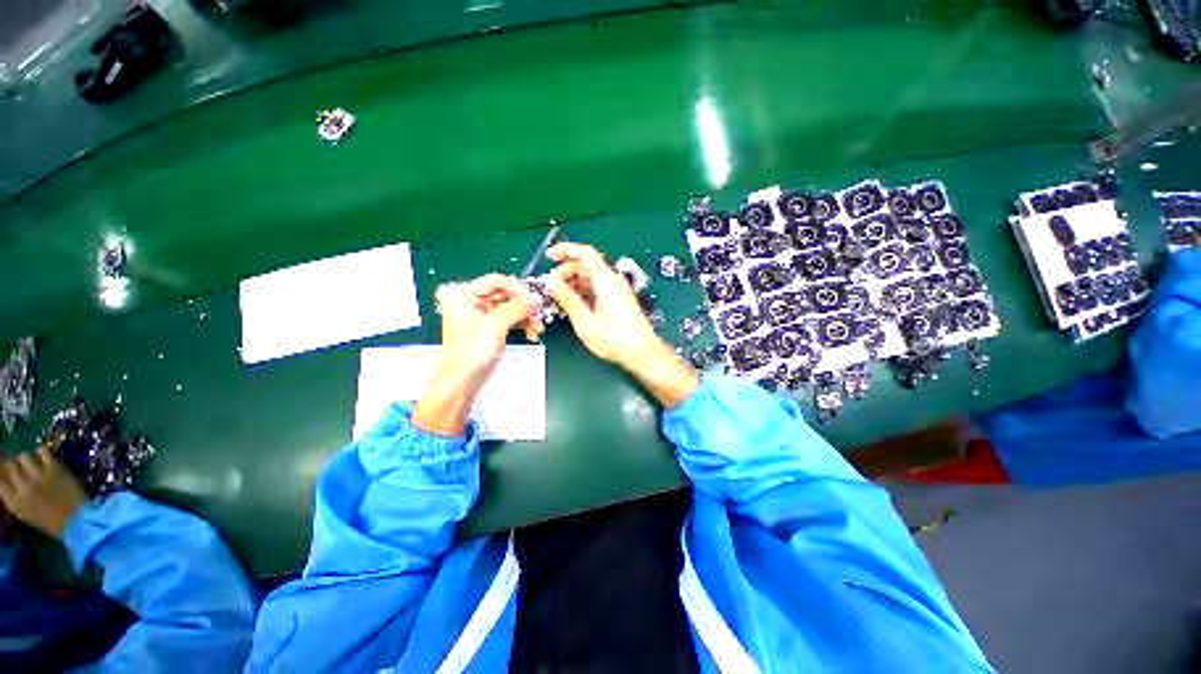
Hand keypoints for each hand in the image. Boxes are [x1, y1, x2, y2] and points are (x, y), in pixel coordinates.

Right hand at [0, 447, 88, 539]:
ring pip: (24, 457)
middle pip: (10, 466)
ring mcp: (38, 475)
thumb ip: (15, 498)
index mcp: (13, 502)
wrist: (76, 521)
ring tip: (31, 463)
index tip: (5, 474)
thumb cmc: (51, 523)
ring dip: (26, 459)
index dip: (2, 474)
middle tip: (19, 467)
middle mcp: (22, 486)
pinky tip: (44, 457)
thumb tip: (9, 484)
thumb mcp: (25, 514)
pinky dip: (42, 452)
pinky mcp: (54, 468)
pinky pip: (44, 452)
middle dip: (13, 466)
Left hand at [413, 274, 538, 435]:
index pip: (496, 281)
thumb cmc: (471, 352)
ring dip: (526, 317)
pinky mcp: (490, 326)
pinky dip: (522, 324)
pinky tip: (532, 333)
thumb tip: (537, 297)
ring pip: (510, 307)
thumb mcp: (495, 326)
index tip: (533, 301)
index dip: (517, 290)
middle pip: (505, 294)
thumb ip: (518, 308)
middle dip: (524, 306)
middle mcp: (471, 300)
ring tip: (537, 330)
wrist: (463, 381)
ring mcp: (481, 314)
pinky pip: (510, 318)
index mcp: (463, 294)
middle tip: (539, 316)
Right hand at [544, 242, 698, 406]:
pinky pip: (596, 288)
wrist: (642, 352)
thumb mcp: (584, 321)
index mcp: (605, 280)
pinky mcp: (617, 300)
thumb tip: (549, 282)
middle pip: (585, 265)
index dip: (565, 250)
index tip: (548, 257)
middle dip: (565, 272)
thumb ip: (566, 299)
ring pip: (590, 277)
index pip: (585, 253)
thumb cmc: (614, 339)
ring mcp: (616, 290)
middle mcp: (612, 280)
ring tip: (557, 298)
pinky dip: (582, 292)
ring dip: (572, 283)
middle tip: (550, 288)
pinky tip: (572, 305)